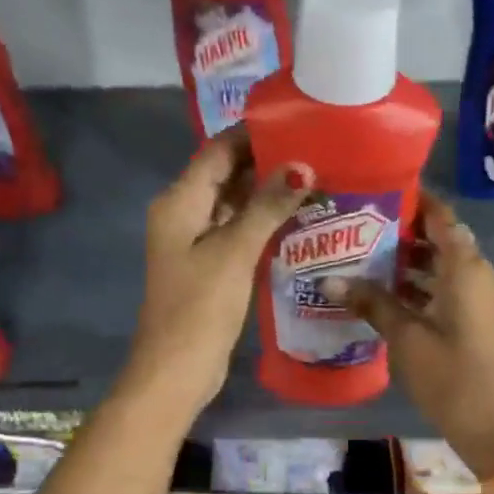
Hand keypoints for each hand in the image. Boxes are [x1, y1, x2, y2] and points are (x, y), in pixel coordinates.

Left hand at [124, 127, 311, 412]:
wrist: (176, 370)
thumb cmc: (200, 307)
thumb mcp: (235, 252)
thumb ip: (267, 207)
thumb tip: (302, 166)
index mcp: (180, 202)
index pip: (218, 152)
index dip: (253, 135)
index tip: (296, 122)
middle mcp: (184, 214)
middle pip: (226, 175)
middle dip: (267, 163)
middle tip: (317, 151)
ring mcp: (196, 242)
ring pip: (234, 205)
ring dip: (268, 194)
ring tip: (317, 178)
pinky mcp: (210, 266)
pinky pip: (237, 231)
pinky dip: (263, 223)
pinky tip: (298, 218)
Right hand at [331, 198, 493, 477]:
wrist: (493, 426)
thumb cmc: (450, 375)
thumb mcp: (405, 337)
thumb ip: (371, 302)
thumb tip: (329, 281)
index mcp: (467, 268)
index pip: (442, 218)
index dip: (416, 201)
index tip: (380, 191)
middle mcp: (480, 275)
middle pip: (442, 240)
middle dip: (404, 233)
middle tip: (359, 228)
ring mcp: (483, 299)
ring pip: (445, 267)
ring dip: (411, 262)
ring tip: (364, 257)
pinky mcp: (479, 321)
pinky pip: (449, 289)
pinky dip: (422, 286)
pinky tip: (386, 294)